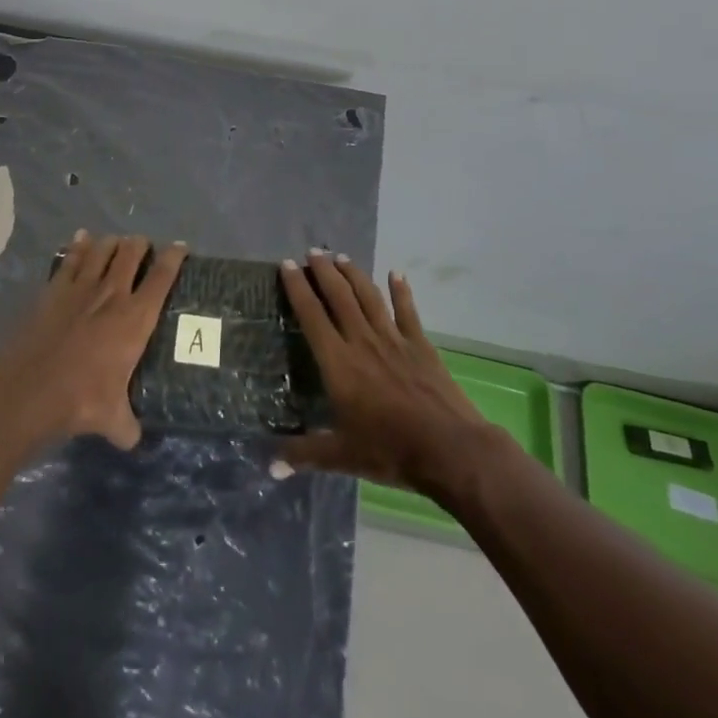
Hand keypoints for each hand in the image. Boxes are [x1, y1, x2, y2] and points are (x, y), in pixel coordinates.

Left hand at [0, 232, 184, 449]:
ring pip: (102, 250)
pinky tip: (82, 237)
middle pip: (131, 253)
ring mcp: (81, 288)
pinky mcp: (54, 289)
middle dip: (140, 244)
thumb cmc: (80, 400)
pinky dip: (79, 245)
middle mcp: (112, 294)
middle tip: (143, 246)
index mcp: (135, 319)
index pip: (162, 277)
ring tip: (117, 242)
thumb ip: (127, 426)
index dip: (174, 258)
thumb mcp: (112, 420)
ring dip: (112, 242)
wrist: (29, 389)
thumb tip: (133, 438)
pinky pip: (71, 258)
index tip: (181, 247)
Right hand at [277, 250, 498, 494]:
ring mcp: (393, 339)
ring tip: (341, 257)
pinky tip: (396, 273)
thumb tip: (269, 465)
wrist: (448, 448)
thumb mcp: (341, 456)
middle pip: (339, 296)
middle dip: (323, 271)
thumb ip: (304, 454)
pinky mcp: (420, 344)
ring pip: (368, 297)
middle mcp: (362, 341)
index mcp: (338, 363)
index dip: (297, 289)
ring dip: (354, 274)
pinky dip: (401, 291)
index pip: (311, 316)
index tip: (286, 266)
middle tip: (312, 252)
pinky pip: (407, 311)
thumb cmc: (389, 450)